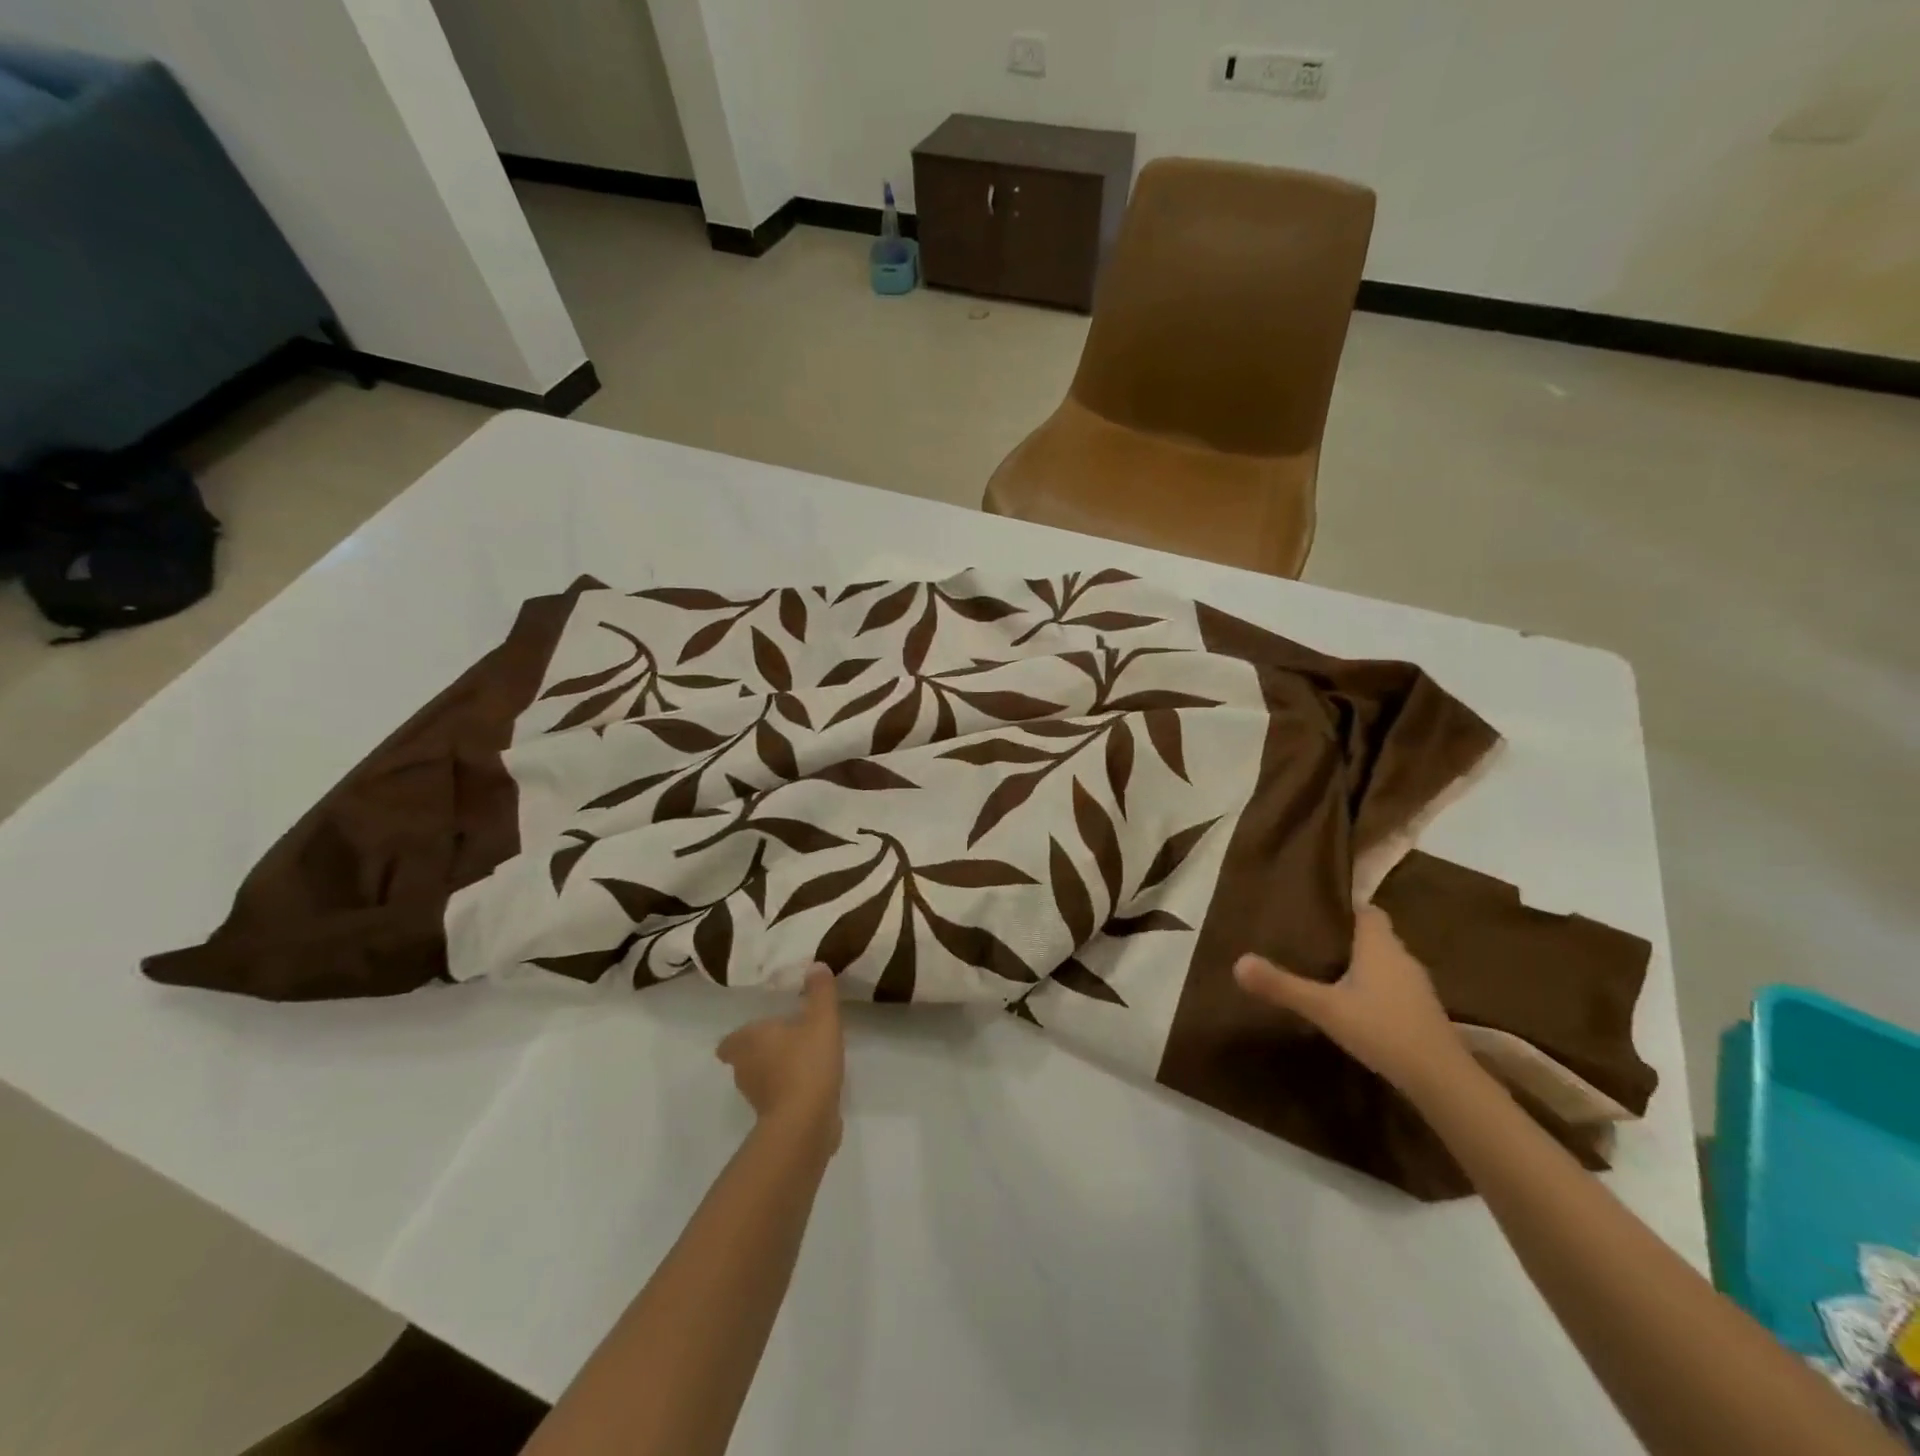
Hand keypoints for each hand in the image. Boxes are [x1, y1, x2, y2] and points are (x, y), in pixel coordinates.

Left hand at [717, 965, 844, 1153]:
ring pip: (760, 1078)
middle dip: (761, 1050)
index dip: (740, 1036)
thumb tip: (816, 965)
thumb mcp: (822, 1019)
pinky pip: (777, 1097)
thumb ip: (820, 991)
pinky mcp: (772, 1118)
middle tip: (785, 1038)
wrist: (806, 1122)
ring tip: (802, 1058)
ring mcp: (756, 1097)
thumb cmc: (807, 1063)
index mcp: (749, 1041)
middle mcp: (745, 1068)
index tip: (759, 1030)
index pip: (730, 1040)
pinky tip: (811, 1083)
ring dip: (775, 1070)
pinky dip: (788, 1090)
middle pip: (744, 1057)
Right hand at [1235, 906, 1471, 1096]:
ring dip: (1362, 963)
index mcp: (1379, 945)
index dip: (1345, 907)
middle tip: (1312, 941)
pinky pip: (1394, 986)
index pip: (1367, 910)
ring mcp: (1417, 986)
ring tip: (1328, 970)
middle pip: (1374, 935)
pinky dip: (1375, 987)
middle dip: (1347, 936)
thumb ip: (1281, 985)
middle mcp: (1402, 957)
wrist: (1441, 1079)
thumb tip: (1237, 962)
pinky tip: (1355, 1003)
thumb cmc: (1381, 1029)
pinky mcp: (1423, 1011)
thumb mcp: (1323, 1007)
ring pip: (1385, 962)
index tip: (1318, 911)